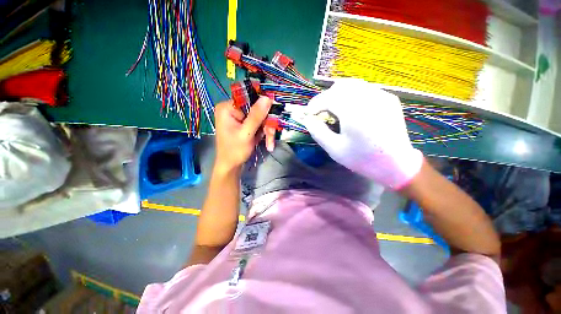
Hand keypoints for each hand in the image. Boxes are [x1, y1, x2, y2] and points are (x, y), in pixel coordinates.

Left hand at [214, 97, 272, 171]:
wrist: (231, 166)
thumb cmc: (235, 151)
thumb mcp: (246, 133)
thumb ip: (256, 116)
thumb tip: (267, 98)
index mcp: (227, 108)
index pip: (249, 99)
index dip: (263, 105)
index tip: (273, 114)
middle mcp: (233, 109)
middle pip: (257, 109)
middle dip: (266, 124)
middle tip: (271, 136)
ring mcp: (240, 117)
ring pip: (260, 117)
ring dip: (267, 130)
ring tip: (269, 144)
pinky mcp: (245, 124)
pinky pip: (259, 123)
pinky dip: (264, 132)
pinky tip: (266, 142)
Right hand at [300, 79, 422, 188]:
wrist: (396, 164)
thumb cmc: (362, 159)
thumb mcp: (334, 149)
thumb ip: (318, 131)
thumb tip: (307, 119)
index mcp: (355, 113)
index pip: (328, 97)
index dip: (315, 104)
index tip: (308, 114)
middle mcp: (369, 98)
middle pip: (340, 86)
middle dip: (326, 97)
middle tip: (321, 112)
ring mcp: (382, 96)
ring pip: (353, 84)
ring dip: (338, 94)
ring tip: (335, 110)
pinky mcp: (389, 98)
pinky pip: (365, 89)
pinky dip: (352, 96)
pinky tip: (352, 110)